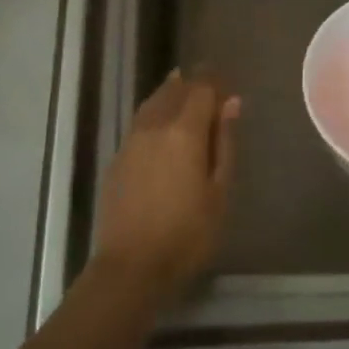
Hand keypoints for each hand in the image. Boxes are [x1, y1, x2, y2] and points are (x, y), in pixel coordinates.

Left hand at [94, 71, 239, 300]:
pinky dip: (155, 114)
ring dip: (171, 95)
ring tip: (186, 97)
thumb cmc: (188, 233)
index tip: (228, 85)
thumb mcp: (219, 191)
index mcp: (184, 131)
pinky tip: (162, 128)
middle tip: (209, 90)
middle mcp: (154, 126)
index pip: (201, 89)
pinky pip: (139, 122)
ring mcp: (131, 141)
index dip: (215, 82)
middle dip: (192, 84)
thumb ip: (224, 143)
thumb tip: (231, 104)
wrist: (132, 266)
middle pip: (174, 90)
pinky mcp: (117, 159)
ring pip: (152, 103)